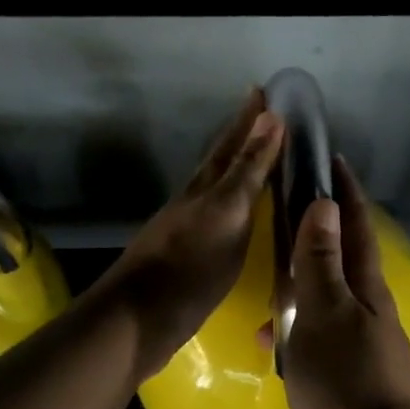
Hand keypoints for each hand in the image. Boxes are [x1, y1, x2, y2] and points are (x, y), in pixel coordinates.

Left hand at [91, 88, 283, 380]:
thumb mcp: (227, 213)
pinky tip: (242, 216)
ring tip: (258, 159)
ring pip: (218, 187)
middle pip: (221, 160)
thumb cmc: (191, 265)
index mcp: (206, 186)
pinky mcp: (189, 256)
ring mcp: (189, 228)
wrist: (140, 318)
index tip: (263, 90)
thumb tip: (270, 117)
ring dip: (239, 170)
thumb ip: (248, 169)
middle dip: (242, 137)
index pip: (232, 142)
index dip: (249, 118)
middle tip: (264, 115)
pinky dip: (235, 206)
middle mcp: (195, 200)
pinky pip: (220, 217)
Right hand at [282, 156, 409, 408]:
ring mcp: (361, 350)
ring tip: (266, 284)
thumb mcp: (325, 312)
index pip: (356, 227)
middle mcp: (370, 314)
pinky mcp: (348, 382)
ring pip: (326, 303)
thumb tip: (325, 204)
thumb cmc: (343, 381)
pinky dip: (295, 334)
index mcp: (368, 290)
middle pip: (343, 262)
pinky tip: (269, 346)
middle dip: (319, 234)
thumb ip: (321, 260)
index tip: (330, 160)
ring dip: (300, 288)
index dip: (345, 192)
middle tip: (286, 215)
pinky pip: (317, 342)